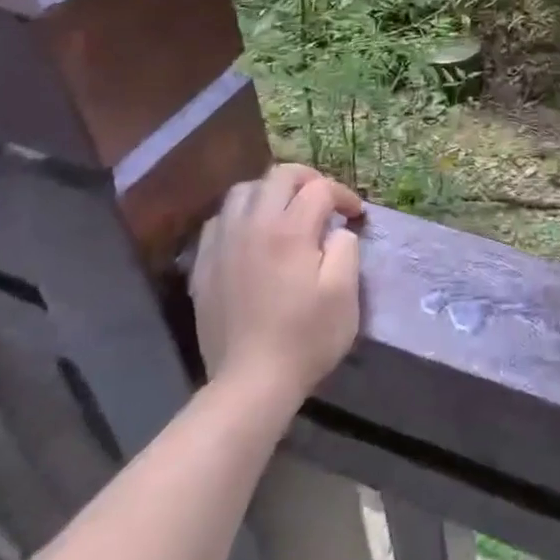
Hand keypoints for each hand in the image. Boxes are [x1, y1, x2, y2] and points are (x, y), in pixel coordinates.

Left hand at [190, 163, 364, 404]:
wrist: (250, 383)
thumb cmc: (305, 338)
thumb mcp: (344, 293)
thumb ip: (345, 249)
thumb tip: (337, 231)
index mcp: (290, 230)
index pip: (319, 189)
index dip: (343, 196)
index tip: (356, 216)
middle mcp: (252, 225)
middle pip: (279, 176)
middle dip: (308, 180)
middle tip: (325, 201)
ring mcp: (223, 244)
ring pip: (243, 191)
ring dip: (270, 192)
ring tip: (286, 211)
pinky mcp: (204, 265)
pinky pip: (220, 220)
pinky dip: (241, 215)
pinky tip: (252, 235)